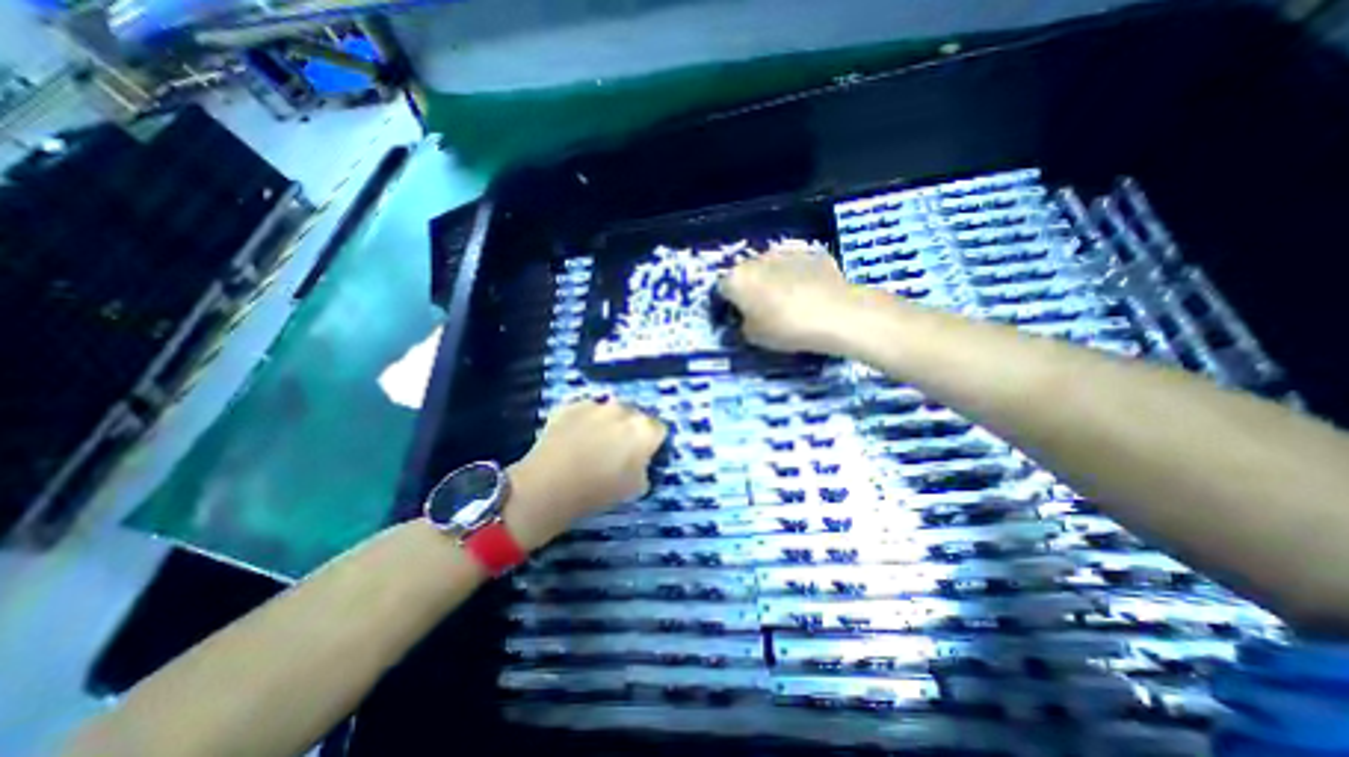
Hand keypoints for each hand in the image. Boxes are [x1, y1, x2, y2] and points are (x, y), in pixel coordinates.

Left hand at [503, 397, 665, 550]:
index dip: (652, 443)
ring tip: (591, 444)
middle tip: (618, 451)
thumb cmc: (599, 490)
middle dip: (629, 430)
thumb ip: (645, 468)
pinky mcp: (569, 405)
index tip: (643, 456)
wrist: (549, 486)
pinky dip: (583, 422)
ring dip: (606, 423)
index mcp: (644, 429)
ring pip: (608, 411)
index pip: (659, 430)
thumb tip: (639, 461)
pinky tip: (572, 440)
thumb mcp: (636, 488)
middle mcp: (623, 409)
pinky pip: (584, 411)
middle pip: (634, 416)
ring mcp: (594, 404)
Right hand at [715, 240, 850, 351]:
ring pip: (771, 267)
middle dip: (751, 288)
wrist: (835, 314)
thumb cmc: (786, 328)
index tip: (738, 315)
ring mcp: (785, 253)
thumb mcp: (754, 337)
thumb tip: (747, 319)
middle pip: (746, 273)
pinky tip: (809, 293)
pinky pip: (796, 266)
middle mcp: (756, 260)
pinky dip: (798, 276)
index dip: (729, 303)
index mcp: (737, 279)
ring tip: (789, 301)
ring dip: (773, 280)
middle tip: (762, 309)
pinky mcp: (811, 252)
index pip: (722, 289)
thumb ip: (743, 324)